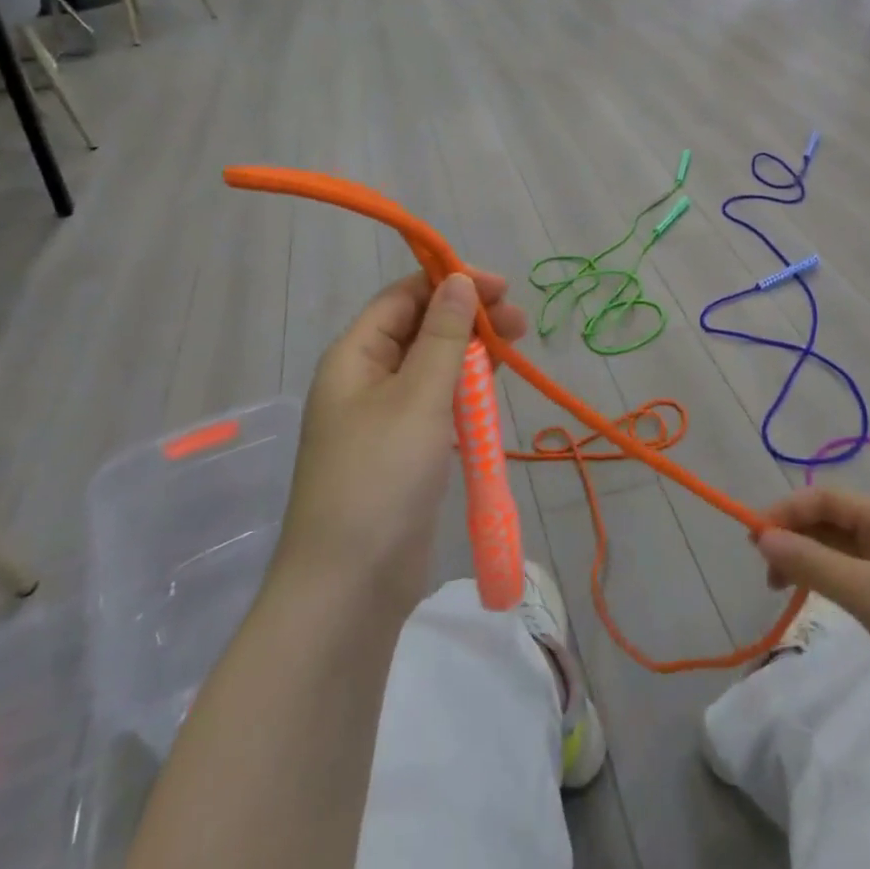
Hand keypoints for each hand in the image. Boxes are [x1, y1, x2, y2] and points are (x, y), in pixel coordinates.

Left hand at [275, 270, 528, 620]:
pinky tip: (493, 390)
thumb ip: (444, 336)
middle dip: (470, 318)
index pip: (404, 297)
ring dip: (473, 354)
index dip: (451, 282)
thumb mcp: (418, 397)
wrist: (349, 588)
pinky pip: (439, 403)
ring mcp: (386, 416)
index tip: (501, 287)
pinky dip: (466, 391)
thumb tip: (460, 280)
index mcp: (355, 356)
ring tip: (516, 349)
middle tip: (520, 322)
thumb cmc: (380, 478)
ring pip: (435, 366)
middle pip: (422, 328)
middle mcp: (366, 378)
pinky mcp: (406, 449)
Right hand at [753, 489, 869, 736]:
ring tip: (784, 589)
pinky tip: (819, 598)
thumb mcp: (866, 592)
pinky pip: (855, 572)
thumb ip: (811, 562)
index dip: (784, 513)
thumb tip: (761, 536)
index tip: (754, 542)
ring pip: (840, 548)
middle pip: (829, 520)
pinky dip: (830, 578)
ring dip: (809, 560)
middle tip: (767, 574)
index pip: (822, 498)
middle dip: (794, 538)